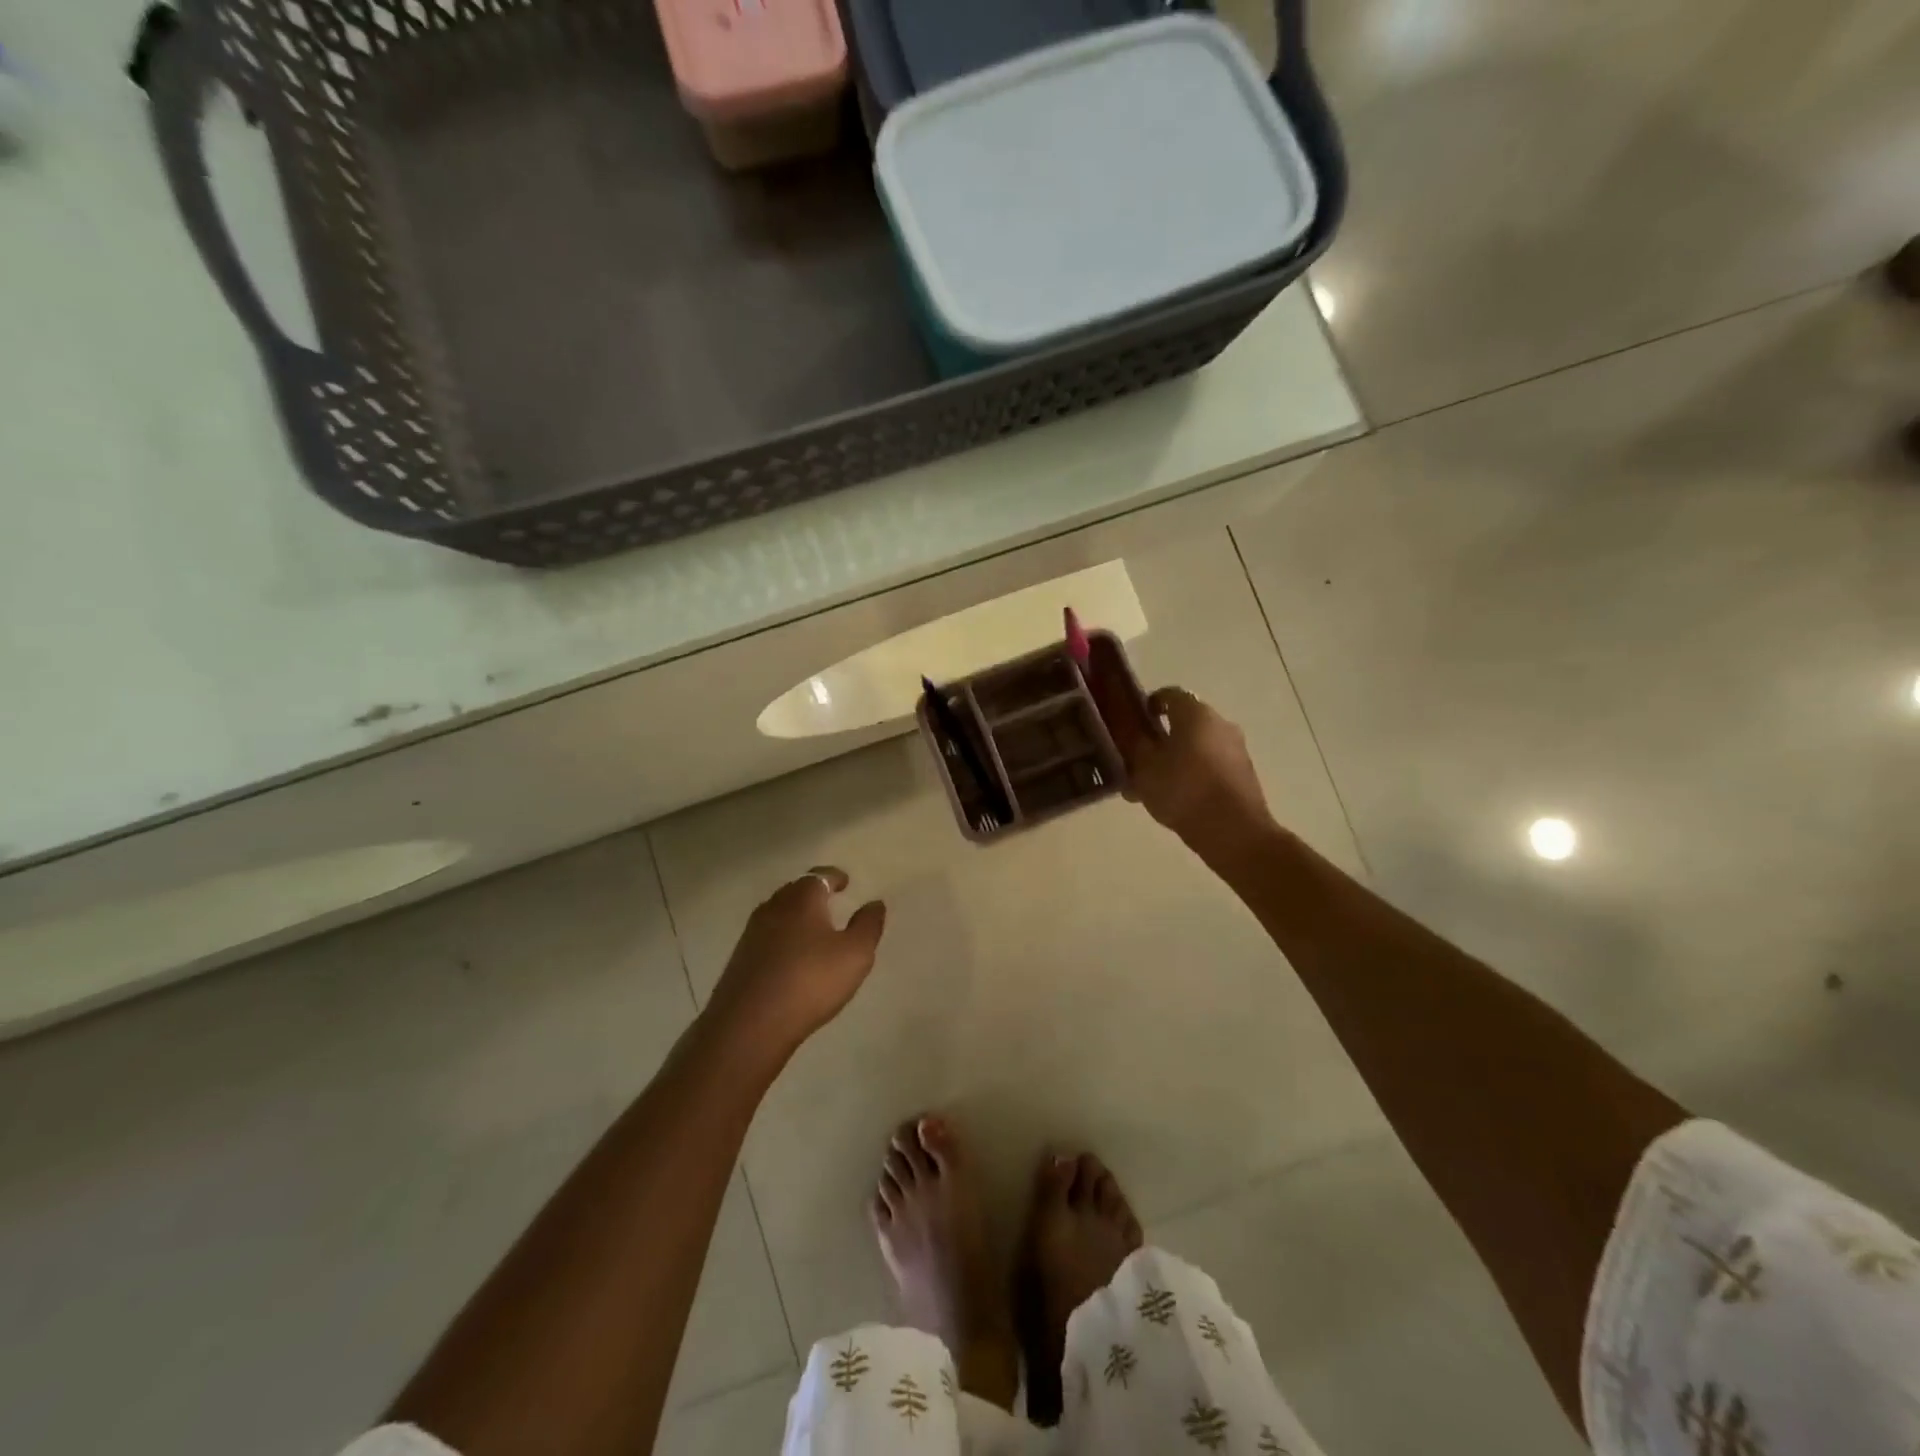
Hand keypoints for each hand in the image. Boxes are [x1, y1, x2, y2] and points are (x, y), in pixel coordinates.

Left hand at [707, 867, 886, 1057]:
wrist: (749, 1024)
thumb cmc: (810, 981)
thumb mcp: (855, 954)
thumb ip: (868, 925)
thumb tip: (875, 903)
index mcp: (802, 899)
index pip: (819, 876)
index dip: (834, 877)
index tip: (845, 882)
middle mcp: (774, 908)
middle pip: (795, 890)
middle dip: (813, 892)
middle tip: (830, 902)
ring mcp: (752, 933)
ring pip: (778, 913)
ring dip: (795, 915)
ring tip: (813, 929)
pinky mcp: (740, 959)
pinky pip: (767, 936)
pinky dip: (782, 937)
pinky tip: (791, 956)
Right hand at [1095, 677, 1272, 859]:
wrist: (1233, 832)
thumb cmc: (1183, 791)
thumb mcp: (1145, 768)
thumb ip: (1134, 746)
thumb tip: (1130, 732)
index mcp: (1195, 713)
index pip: (1169, 695)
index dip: (1148, 705)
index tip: (1133, 723)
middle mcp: (1220, 723)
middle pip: (1184, 722)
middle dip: (1161, 737)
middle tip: (1139, 760)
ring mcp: (1235, 748)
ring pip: (1197, 745)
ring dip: (1176, 758)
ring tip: (1153, 786)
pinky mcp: (1243, 773)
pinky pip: (1210, 765)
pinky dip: (1192, 773)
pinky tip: (1175, 799)